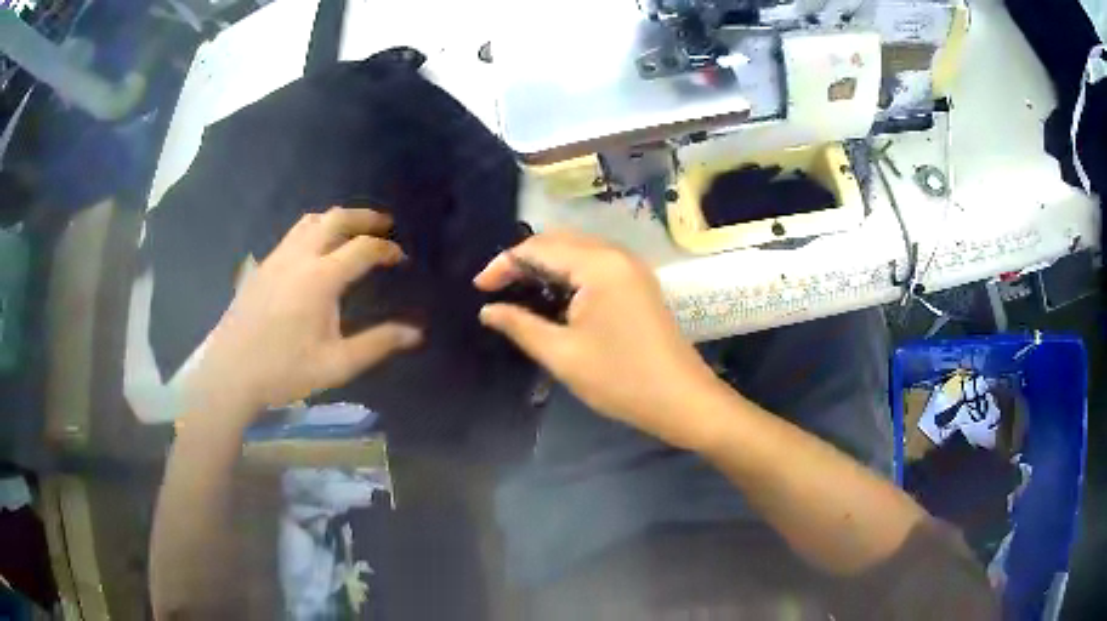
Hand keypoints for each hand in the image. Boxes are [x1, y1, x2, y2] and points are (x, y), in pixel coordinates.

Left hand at [183, 207, 422, 428]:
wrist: (231, 372)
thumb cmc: (284, 370)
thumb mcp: (336, 364)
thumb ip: (377, 344)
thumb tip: (415, 333)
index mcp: (320, 278)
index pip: (362, 249)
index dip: (386, 249)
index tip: (400, 257)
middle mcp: (299, 257)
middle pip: (335, 219)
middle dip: (364, 217)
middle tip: (384, 224)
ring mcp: (277, 258)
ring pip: (310, 221)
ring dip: (336, 219)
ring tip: (352, 230)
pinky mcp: (262, 266)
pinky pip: (293, 235)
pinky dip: (314, 231)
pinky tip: (315, 252)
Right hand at [474, 231, 718, 448]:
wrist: (682, 399)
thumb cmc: (620, 379)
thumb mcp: (562, 354)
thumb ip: (520, 325)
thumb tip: (488, 311)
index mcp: (598, 264)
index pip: (538, 248)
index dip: (504, 264)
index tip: (479, 289)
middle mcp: (616, 255)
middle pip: (559, 242)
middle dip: (524, 261)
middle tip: (497, 290)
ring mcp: (631, 268)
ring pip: (577, 252)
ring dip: (546, 267)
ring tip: (519, 293)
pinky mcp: (638, 284)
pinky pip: (595, 266)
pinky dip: (569, 275)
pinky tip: (555, 298)